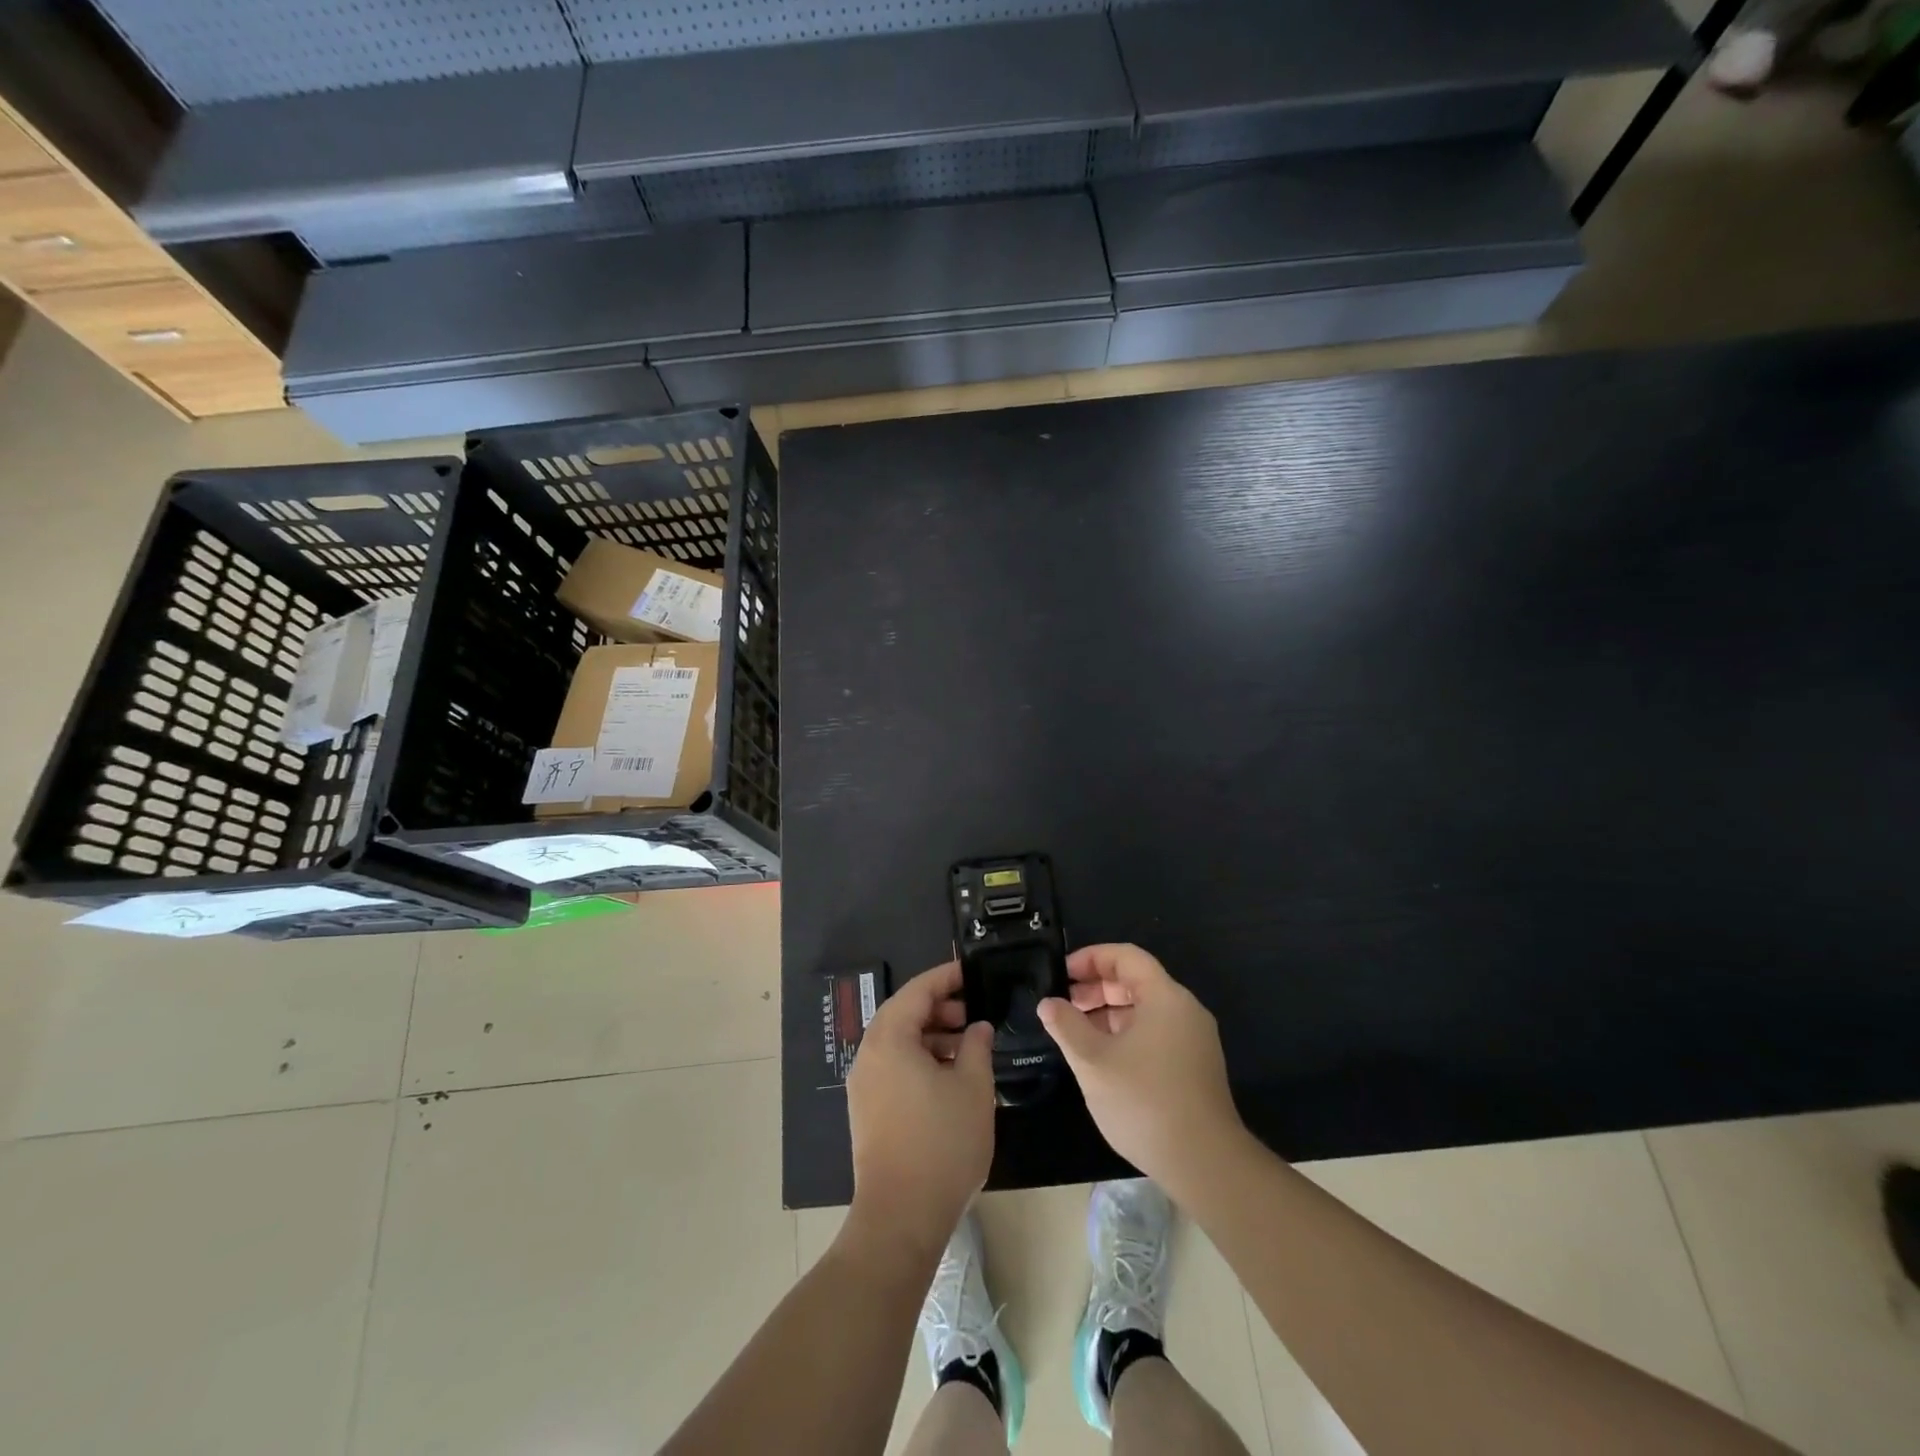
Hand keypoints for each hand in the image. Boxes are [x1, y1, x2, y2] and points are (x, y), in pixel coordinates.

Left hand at [846, 961, 996, 1253]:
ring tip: (968, 1046)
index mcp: (890, 1039)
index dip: (947, 977)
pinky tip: (949, 1077)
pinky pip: (893, 1066)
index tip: (973, 972)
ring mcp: (864, 1084)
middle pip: (904, 1013)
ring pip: (899, 1042)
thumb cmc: (942, 1143)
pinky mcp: (867, 1109)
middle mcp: (869, 1054)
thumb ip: (978, 1046)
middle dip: (940, 1008)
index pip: (918, 990)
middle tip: (974, 1013)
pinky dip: (919, 1059)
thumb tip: (977, 1027)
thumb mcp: (973, 1087)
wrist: (901, 1216)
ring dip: (932, 1036)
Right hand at [1038, 944, 1243, 1187]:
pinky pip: (1156, 1033)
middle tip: (1063, 1004)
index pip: (1126, 957)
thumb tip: (1048, 1003)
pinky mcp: (1195, 1067)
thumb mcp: (1093, 1061)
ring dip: (1108, 1013)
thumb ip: (1066, 1026)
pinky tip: (1103, 1057)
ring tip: (1076, 1032)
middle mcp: (1185, 1010)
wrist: (1204, 1163)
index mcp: (1165, 997)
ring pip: (1145, 1010)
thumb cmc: (1144, 1101)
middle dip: (1096, 987)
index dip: (1091, 958)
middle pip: (1137, 981)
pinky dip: (1126, 1034)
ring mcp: (1194, 1040)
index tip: (1062, 974)